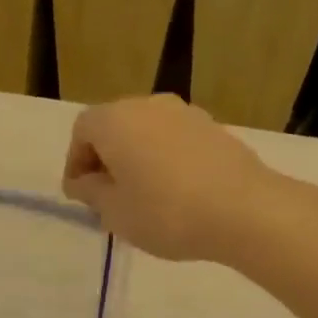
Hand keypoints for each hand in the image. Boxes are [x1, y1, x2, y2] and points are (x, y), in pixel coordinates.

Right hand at [62, 95, 278, 260]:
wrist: (242, 210)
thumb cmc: (165, 213)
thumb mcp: (114, 212)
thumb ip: (91, 192)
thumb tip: (83, 181)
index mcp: (115, 120)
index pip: (82, 131)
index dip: (75, 162)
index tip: (80, 195)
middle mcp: (148, 105)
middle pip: (114, 126)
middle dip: (105, 159)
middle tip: (107, 198)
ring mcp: (185, 113)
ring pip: (146, 133)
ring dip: (136, 159)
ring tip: (141, 198)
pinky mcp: (213, 128)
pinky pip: (174, 141)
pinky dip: (164, 160)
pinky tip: (174, 194)